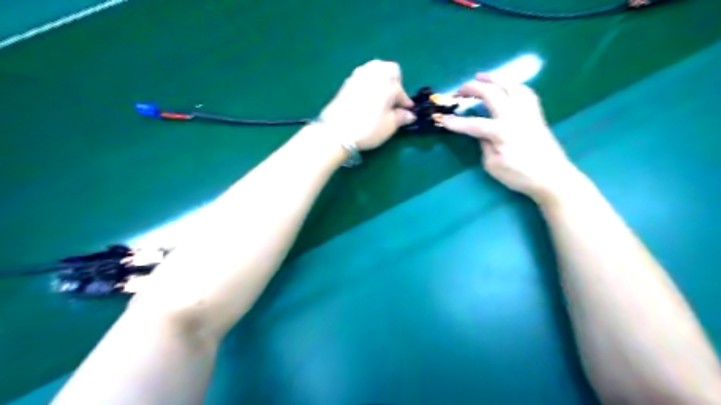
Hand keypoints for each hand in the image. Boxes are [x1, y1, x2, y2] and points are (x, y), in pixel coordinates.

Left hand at [322, 58, 416, 147]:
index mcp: (388, 83)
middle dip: (395, 81)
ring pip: (374, 69)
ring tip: (381, 95)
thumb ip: (401, 117)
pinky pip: (363, 76)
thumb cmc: (368, 128)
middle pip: (389, 68)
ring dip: (381, 78)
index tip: (406, 111)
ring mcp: (358, 76)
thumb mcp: (389, 126)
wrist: (337, 131)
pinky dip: (368, 82)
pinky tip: (368, 97)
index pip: (401, 90)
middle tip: (394, 98)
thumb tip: (409, 115)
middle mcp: (374, 75)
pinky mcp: (346, 83)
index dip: (405, 102)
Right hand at [433, 74, 578, 202]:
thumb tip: (482, 134)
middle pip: (492, 94)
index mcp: (502, 132)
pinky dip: (513, 85)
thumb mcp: (494, 165)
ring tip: (482, 76)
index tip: (442, 120)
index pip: (473, 124)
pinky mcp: (537, 114)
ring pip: (512, 86)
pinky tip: (506, 87)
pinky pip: (525, 92)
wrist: (553, 177)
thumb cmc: (521, 175)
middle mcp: (515, 116)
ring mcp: (528, 112)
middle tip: (460, 90)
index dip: (455, 123)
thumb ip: (485, 146)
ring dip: (495, 78)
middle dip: (473, 89)